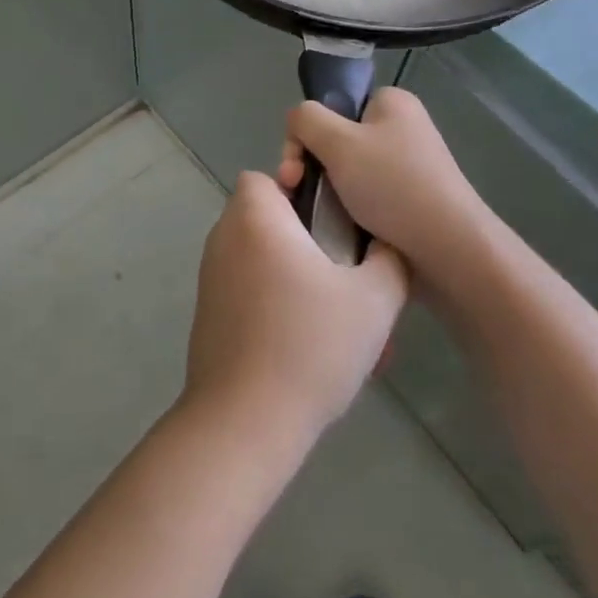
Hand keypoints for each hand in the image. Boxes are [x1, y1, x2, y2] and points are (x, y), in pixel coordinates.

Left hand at [183, 172, 407, 451]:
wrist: (245, 419)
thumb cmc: (311, 345)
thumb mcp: (374, 300)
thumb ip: (389, 260)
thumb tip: (385, 244)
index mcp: (255, 219)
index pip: (264, 177)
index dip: (297, 189)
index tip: (330, 222)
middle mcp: (224, 239)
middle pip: (265, 218)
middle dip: (305, 238)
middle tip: (345, 275)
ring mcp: (211, 278)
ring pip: (260, 258)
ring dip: (295, 275)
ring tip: (336, 318)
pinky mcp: (209, 313)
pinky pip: (248, 290)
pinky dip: (275, 302)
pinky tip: (308, 345)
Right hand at [278, 87, 485, 280]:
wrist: (448, 248)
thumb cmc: (392, 185)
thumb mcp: (338, 141)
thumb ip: (306, 119)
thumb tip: (297, 122)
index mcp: (391, 103)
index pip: (332, 106)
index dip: (307, 134)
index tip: (296, 168)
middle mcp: (401, 128)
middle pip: (334, 140)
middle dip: (309, 167)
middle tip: (295, 193)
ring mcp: (406, 166)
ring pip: (345, 173)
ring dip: (323, 192)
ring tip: (311, 216)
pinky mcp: (408, 200)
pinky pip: (363, 197)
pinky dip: (346, 211)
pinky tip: (336, 228)